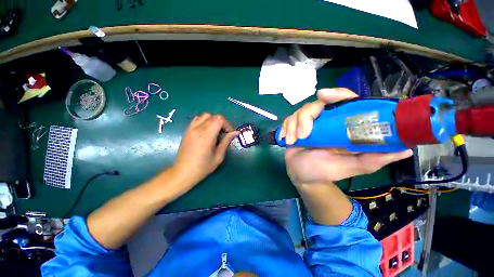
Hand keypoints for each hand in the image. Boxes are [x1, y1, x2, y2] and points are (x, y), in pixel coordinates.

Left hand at [173, 113, 238, 186]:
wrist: (183, 172)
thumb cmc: (203, 167)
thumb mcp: (218, 156)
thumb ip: (226, 141)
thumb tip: (235, 132)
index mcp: (206, 136)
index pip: (219, 120)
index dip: (227, 125)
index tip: (229, 133)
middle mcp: (198, 129)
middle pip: (214, 117)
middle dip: (222, 123)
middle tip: (225, 133)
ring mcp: (191, 129)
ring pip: (205, 115)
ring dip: (213, 121)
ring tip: (216, 131)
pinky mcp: (187, 130)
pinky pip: (197, 119)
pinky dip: (205, 121)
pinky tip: (207, 130)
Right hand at [279, 88, 412, 186]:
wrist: (304, 176)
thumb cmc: (326, 171)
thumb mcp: (351, 166)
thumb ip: (374, 158)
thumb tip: (406, 149)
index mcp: (340, 125)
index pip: (342, 100)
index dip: (336, 94)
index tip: (324, 96)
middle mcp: (324, 121)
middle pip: (315, 105)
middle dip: (306, 117)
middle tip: (304, 134)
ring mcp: (307, 123)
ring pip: (298, 113)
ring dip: (294, 126)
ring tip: (293, 141)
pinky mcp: (293, 128)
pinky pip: (287, 121)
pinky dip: (285, 129)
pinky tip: (286, 139)